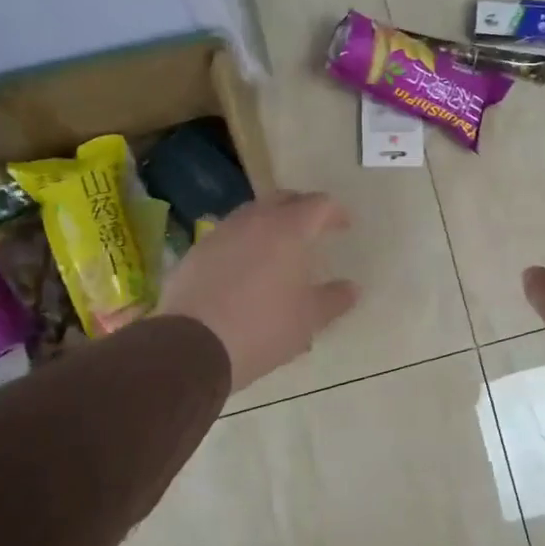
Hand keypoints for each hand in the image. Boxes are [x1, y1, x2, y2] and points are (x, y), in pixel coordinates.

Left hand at [157, 191, 358, 391]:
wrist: (191, 346)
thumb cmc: (262, 328)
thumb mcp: (308, 320)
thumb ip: (334, 299)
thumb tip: (352, 288)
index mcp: (288, 229)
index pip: (318, 205)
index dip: (335, 212)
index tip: (345, 226)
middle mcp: (254, 220)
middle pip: (283, 199)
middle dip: (302, 208)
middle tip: (314, 227)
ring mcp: (221, 233)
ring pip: (252, 214)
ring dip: (271, 223)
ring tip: (280, 247)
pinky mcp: (197, 252)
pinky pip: (229, 235)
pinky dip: (245, 242)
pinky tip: (248, 266)